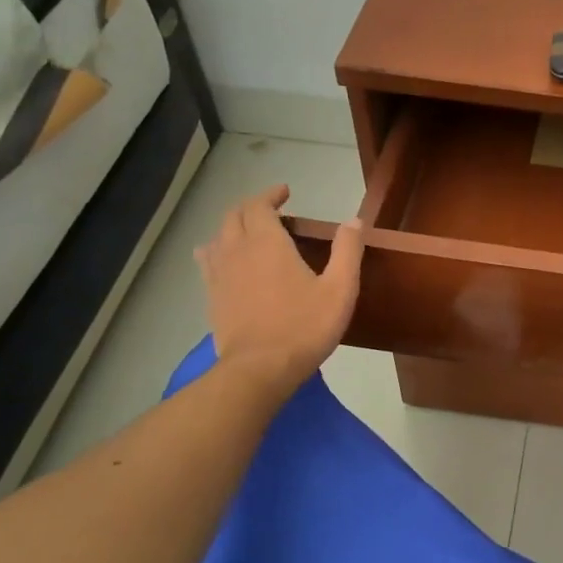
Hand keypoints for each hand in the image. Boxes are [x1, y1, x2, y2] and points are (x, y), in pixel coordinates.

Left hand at [195, 186, 363, 388]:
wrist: (259, 369)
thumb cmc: (304, 326)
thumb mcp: (340, 289)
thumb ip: (348, 251)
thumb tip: (354, 220)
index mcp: (267, 243)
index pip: (259, 205)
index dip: (271, 195)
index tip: (286, 192)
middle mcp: (237, 250)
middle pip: (233, 215)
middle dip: (251, 206)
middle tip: (271, 210)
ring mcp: (219, 275)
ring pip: (217, 237)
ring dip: (232, 227)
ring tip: (249, 233)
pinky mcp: (211, 297)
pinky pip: (207, 262)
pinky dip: (217, 251)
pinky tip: (226, 262)